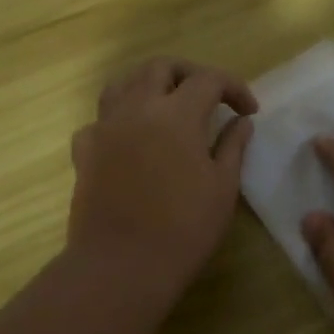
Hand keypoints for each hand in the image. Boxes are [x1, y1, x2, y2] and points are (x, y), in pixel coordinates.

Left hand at [67, 58, 256, 303]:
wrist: (121, 266)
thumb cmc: (183, 228)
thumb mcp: (222, 187)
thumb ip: (233, 146)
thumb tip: (241, 121)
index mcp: (176, 114)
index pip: (209, 80)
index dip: (234, 88)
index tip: (249, 110)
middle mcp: (136, 108)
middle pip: (161, 67)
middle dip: (190, 74)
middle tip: (211, 97)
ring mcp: (105, 127)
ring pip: (123, 84)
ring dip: (149, 85)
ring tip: (168, 105)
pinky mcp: (84, 151)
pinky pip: (100, 120)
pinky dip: (119, 119)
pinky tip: (132, 139)